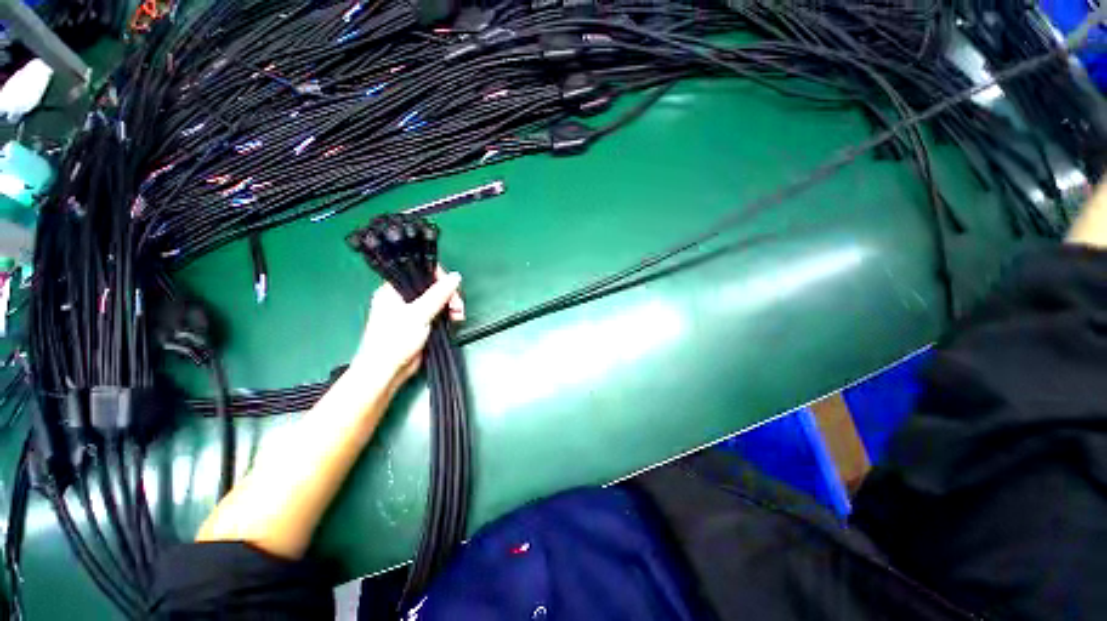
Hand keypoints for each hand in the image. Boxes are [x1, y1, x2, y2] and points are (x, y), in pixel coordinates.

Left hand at [351, 267, 463, 384]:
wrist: (387, 370)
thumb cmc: (394, 340)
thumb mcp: (418, 314)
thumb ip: (438, 294)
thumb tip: (455, 277)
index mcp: (393, 289)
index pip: (421, 272)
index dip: (440, 278)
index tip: (453, 288)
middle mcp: (402, 298)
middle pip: (433, 287)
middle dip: (449, 295)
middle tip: (457, 307)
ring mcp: (412, 311)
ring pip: (437, 301)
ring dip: (450, 307)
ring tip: (457, 316)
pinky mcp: (420, 324)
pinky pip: (438, 313)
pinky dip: (447, 316)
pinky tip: (454, 321)